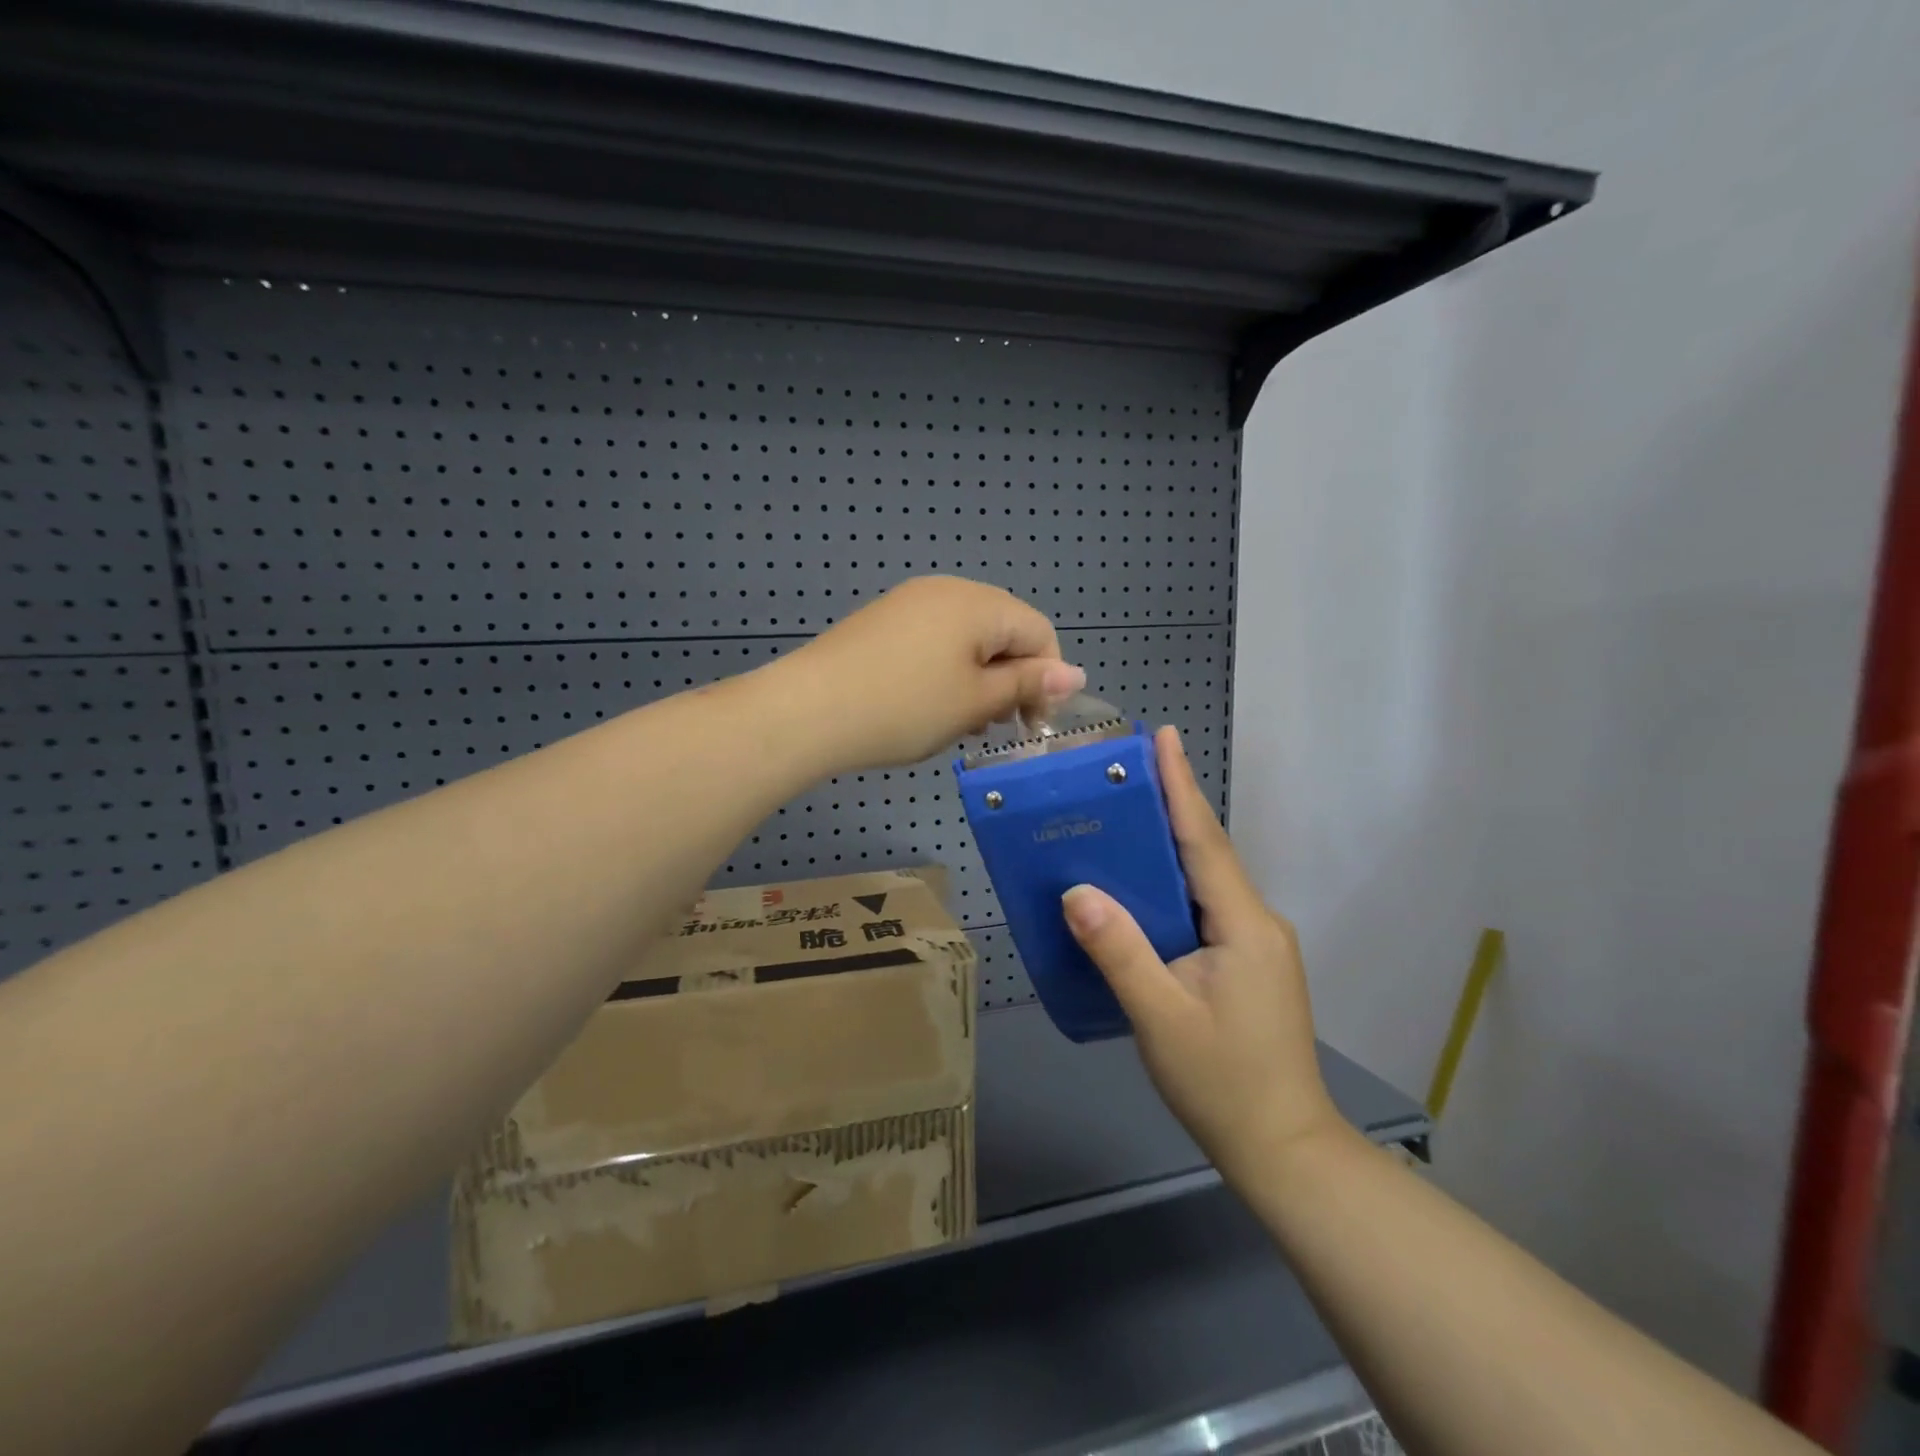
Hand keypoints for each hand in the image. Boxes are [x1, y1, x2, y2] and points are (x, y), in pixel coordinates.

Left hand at [779, 576, 1084, 771]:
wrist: (808, 710)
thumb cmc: (904, 707)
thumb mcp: (975, 701)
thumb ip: (1028, 685)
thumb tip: (1075, 674)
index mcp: (978, 603)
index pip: (1039, 632)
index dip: (1047, 680)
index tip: (1031, 726)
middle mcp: (947, 591)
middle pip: (1003, 631)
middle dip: (1012, 679)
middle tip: (996, 727)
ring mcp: (910, 603)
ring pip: (968, 640)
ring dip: (979, 679)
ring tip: (962, 722)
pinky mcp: (883, 622)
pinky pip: (934, 642)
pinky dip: (946, 672)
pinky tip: (929, 706)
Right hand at [1061, 728, 1343, 1184]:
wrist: (1283, 1149)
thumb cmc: (1222, 1083)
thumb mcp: (1160, 1018)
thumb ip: (1119, 951)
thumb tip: (1076, 891)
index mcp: (1244, 925)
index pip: (1205, 841)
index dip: (1181, 787)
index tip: (1164, 737)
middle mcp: (1256, 923)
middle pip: (1206, 853)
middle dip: (1170, 807)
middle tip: (1124, 772)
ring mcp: (1255, 945)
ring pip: (1205, 882)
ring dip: (1169, 847)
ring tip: (1121, 819)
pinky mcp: (1246, 964)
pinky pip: (1203, 908)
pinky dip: (1171, 886)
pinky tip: (1139, 889)